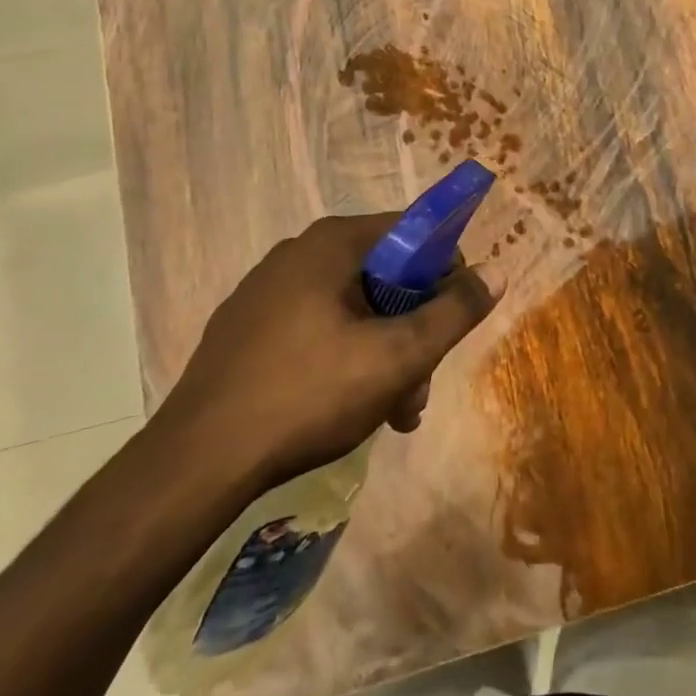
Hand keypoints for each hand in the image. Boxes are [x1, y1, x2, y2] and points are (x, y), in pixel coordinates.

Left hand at [154, 214, 497, 490]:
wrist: (198, 462)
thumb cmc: (310, 394)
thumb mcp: (399, 356)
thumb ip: (454, 311)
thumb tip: (497, 272)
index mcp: (332, 243)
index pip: (415, 233)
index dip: (445, 274)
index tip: (450, 324)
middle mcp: (298, 253)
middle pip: (385, 278)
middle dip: (413, 332)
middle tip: (418, 389)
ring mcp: (266, 292)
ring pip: (353, 310)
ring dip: (384, 355)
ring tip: (391, 414)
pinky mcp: (247, 330)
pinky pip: (316, 329)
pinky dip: (344, 360)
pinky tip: (348, 408)